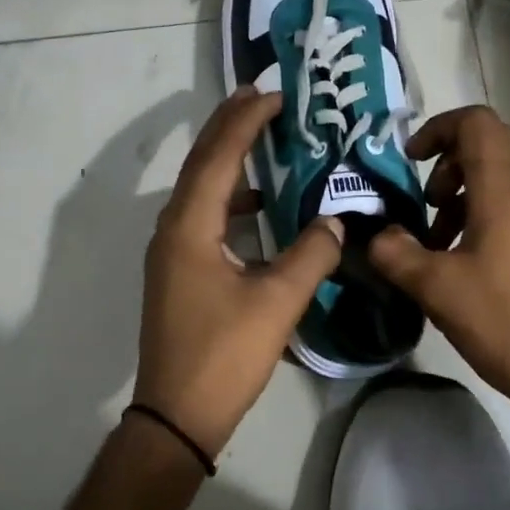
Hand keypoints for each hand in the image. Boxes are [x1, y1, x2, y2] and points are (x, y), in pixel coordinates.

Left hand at [134, 87, 344, 456]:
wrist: (178, 414)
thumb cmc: (225, 355)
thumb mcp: (277, 302)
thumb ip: (311, 255)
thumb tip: (337, 222)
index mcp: (190, 226)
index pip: (218, 157)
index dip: (245, 122)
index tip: (271, 94)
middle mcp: (173, 228)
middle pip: (201, 164)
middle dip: (229, 127)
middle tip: (260, 97)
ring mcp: (172, 251)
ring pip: (200, 189)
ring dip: (228, 160)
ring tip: (261, 138)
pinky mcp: (179, 271)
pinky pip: (203, 215)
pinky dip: (229, 197)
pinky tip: (259, 204)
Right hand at [368, 105, 509, 423]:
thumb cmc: (505, 322)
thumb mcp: (436, 288)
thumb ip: (396, 254)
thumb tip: (375, 236)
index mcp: (501, 193)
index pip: (476, 123)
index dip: (438, 128)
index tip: (410, 160)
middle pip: (488, 143)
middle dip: (447, 157)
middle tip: (424, 194)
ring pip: (495, 177)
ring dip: (457, 191)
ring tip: (431, 235)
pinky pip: (502, 208)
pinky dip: (472, 216)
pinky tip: (451, 259)